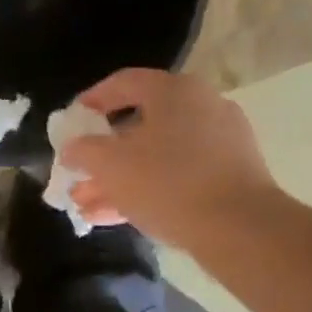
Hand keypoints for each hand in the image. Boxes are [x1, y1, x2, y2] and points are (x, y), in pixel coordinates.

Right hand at [62, 69, 278, 250]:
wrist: (240, 229)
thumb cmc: (168, 183)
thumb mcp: (110, 165)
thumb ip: (83, 151)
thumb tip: (72, 148)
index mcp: (174, 91)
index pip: (123, 83)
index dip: (90, 101)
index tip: (70, 123)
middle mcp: (201, 107)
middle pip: (138, 125)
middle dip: (101, 155)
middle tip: (77, 175)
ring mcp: (219, 143)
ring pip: (156, 156)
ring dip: (118, 180)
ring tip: (86, 206)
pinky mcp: (229, 176)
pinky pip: (177, 176)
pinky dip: (147, 190)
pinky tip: (115, 217)